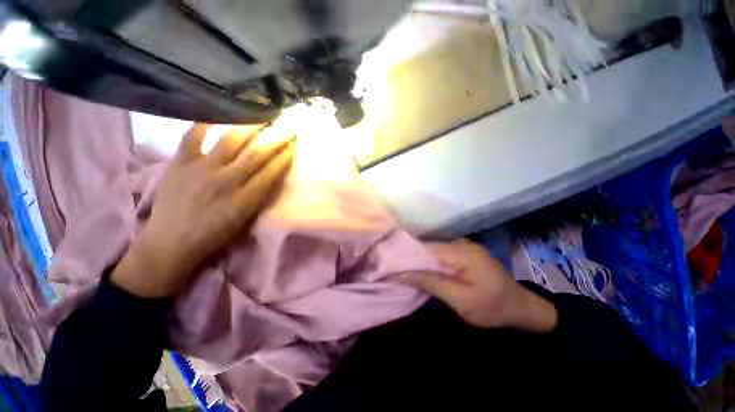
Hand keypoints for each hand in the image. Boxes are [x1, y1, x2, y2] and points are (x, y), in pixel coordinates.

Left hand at [111, 124, 294, 297]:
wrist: (171, 242)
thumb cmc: (214, 234)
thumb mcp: (244, 219)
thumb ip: (260, 195)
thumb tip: (272, 174)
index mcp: (244, 199)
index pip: (271, 172)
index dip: (284, 156)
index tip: (294, 144)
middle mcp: (226, 181)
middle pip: (256, 155)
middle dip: (275, 139)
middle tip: (287, 126)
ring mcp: (201, 170)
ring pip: (230, 142)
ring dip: (249, 128)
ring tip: (261, 117)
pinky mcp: (179, 164)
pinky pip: (191, 138)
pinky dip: (202, 125)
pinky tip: (215, 116)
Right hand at [400, 239, 557, 331]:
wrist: (522, 308)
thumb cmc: (492, 307)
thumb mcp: (460, 299)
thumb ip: (430, 282)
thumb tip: (401, 273)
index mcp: (462, 252)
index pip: (426, 248)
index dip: (407, 256)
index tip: (390, 264)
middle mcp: (461, 243)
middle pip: (428, 247)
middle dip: (412, 259)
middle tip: (393, 269)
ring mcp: (463, 247)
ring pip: (433, 251)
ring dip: (420, 261)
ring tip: (403, 269)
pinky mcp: (463, 253)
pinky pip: (441, 255)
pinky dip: (430, 263)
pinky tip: (422, 270)